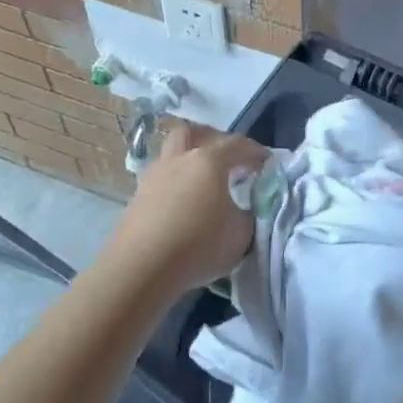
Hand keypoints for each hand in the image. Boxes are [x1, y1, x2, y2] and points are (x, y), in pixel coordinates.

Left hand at [103, 120, 265, 296]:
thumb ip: (250, 214)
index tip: (267, 162)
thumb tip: (245, 208)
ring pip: (171, 155)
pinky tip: (181, 205)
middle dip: (212, 139)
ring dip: (187, 161)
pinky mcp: (136, 199)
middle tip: (226, 158)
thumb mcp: (241, 234)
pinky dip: (173, 185)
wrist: (140, 268)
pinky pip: (159, 181)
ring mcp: (153, 177)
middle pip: (193, 133)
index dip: (255, 151)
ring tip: (201, 183)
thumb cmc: (198, 245)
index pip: (237, 145)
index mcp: (209, 161)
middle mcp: (179, 160)